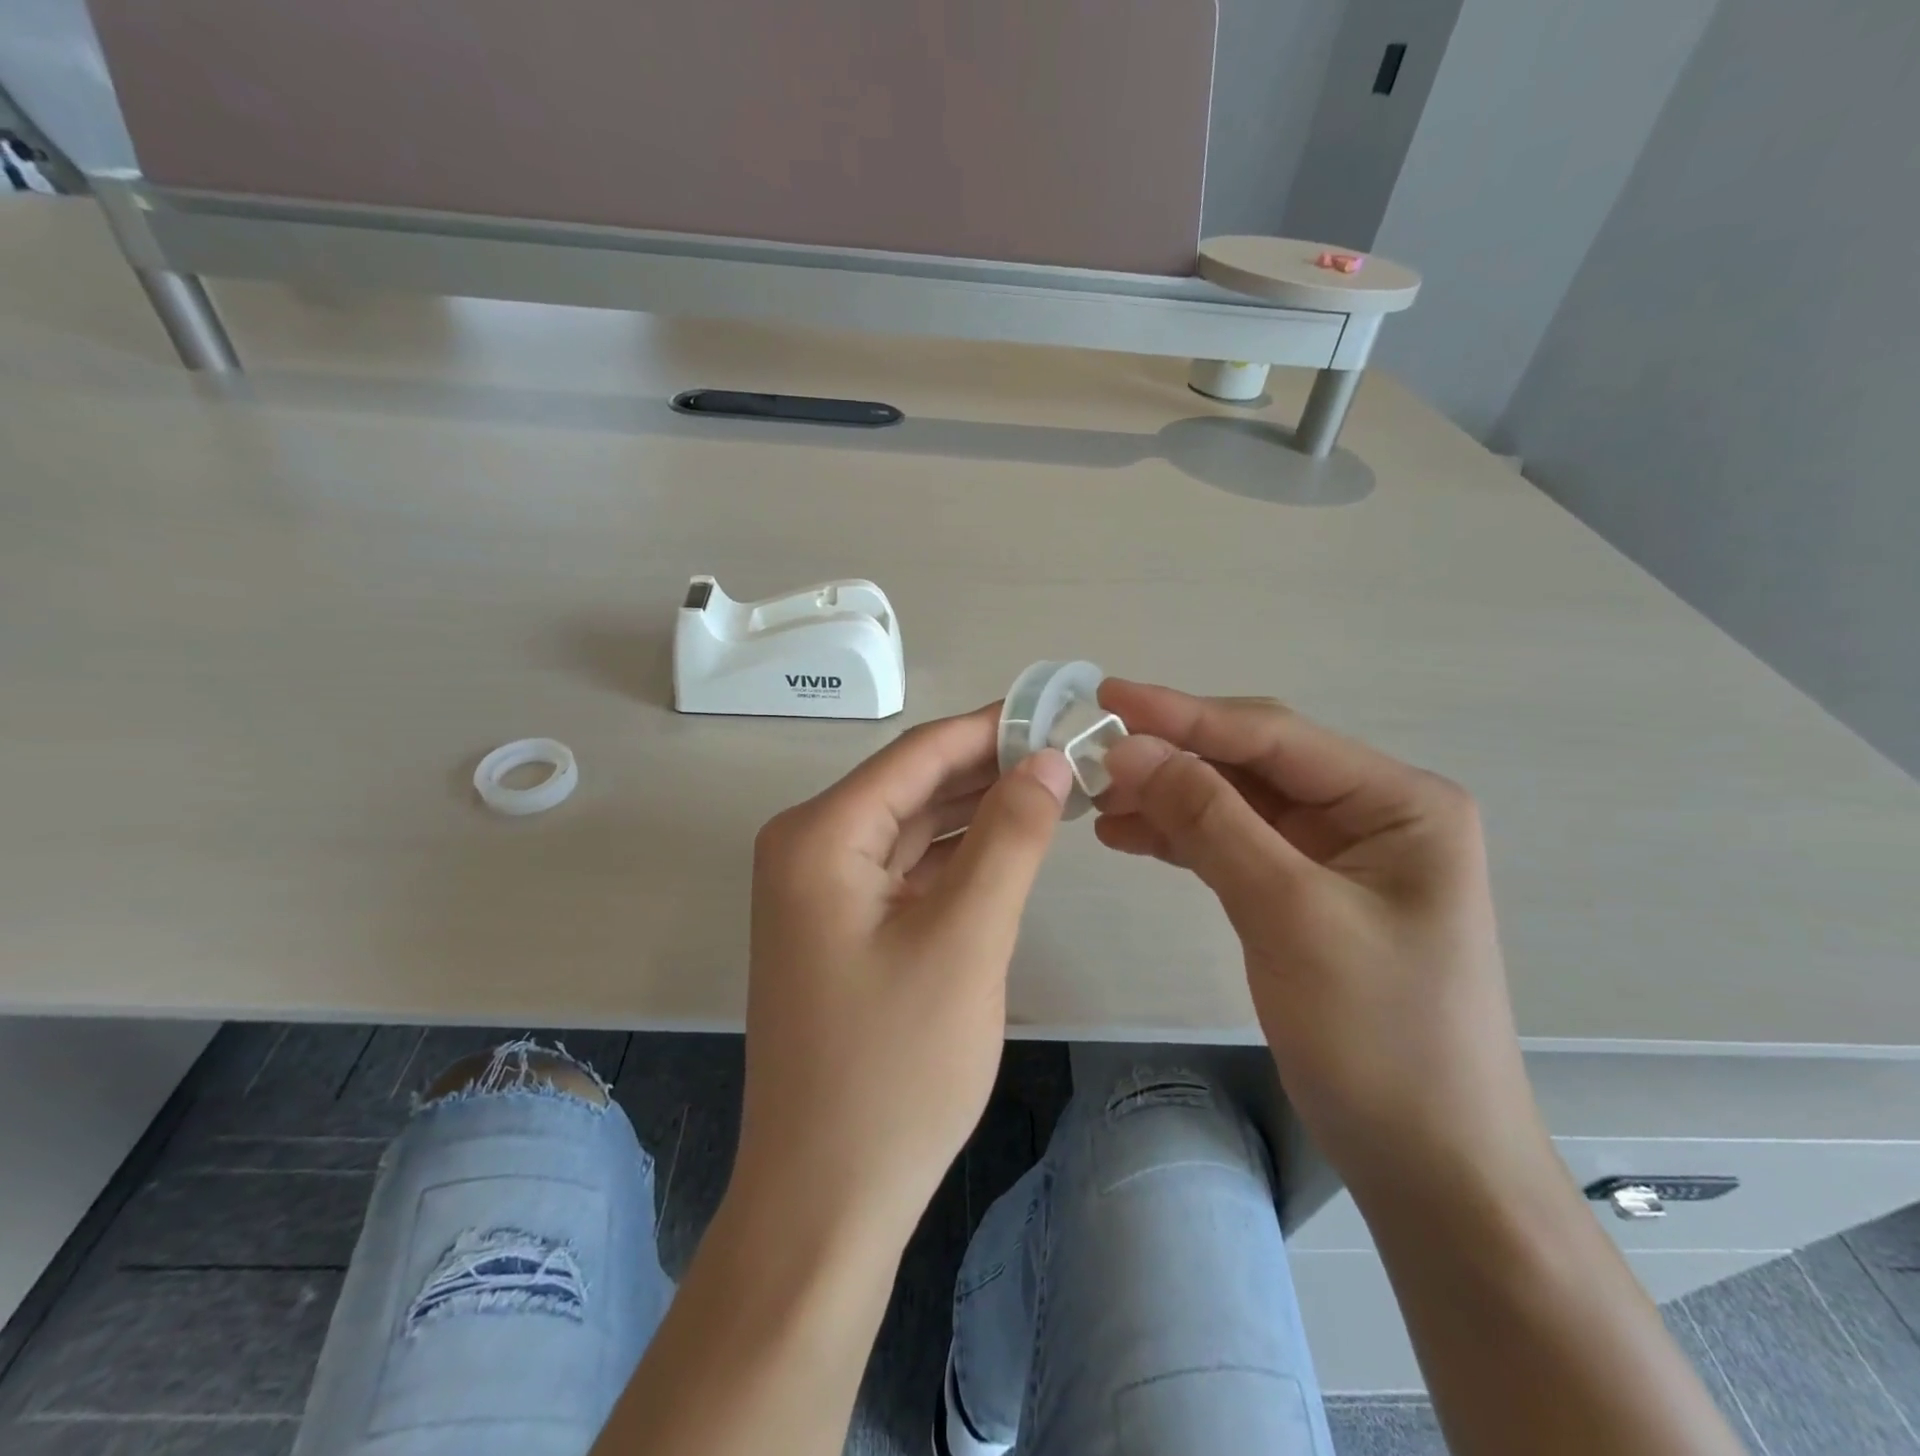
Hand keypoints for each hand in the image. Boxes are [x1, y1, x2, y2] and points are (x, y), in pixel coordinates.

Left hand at [730, 705, 1072, 1251]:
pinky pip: (905, 868)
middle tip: (1072, 752)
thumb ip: (1010, 837)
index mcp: (820, 835)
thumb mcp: (965, 939)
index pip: (918, 753)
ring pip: (913, 826)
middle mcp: (808, 847)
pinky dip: (957, 854)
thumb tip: (1047, 759)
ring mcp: (820, 890)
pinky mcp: (840, 925)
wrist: (826, 1197)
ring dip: (978, 809)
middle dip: (990, 767)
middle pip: (913, 784)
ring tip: (1055, 789)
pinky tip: (1009, 844)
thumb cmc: (894, 1068)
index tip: (1060, 710)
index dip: (992, 727)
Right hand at [1094, 681, 1551, 1201]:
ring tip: (1095, 799)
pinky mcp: (1304, 890)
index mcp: (1397, 800)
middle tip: (1090, 753)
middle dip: (1172, 756)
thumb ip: (1209, 819)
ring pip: (1235, 803)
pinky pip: (1233, 843)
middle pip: (1252, 763)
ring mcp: (1336, 853)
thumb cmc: (1379, 1035)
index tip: (1106, 697)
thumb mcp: (1288, 913)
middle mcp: (1370, 812)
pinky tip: (1127, 834)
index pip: (1273, 736)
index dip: (1184, 713)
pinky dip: (1180, 837)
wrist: (1428, 1163)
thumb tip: (1129, 749)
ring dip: (1168, 797)